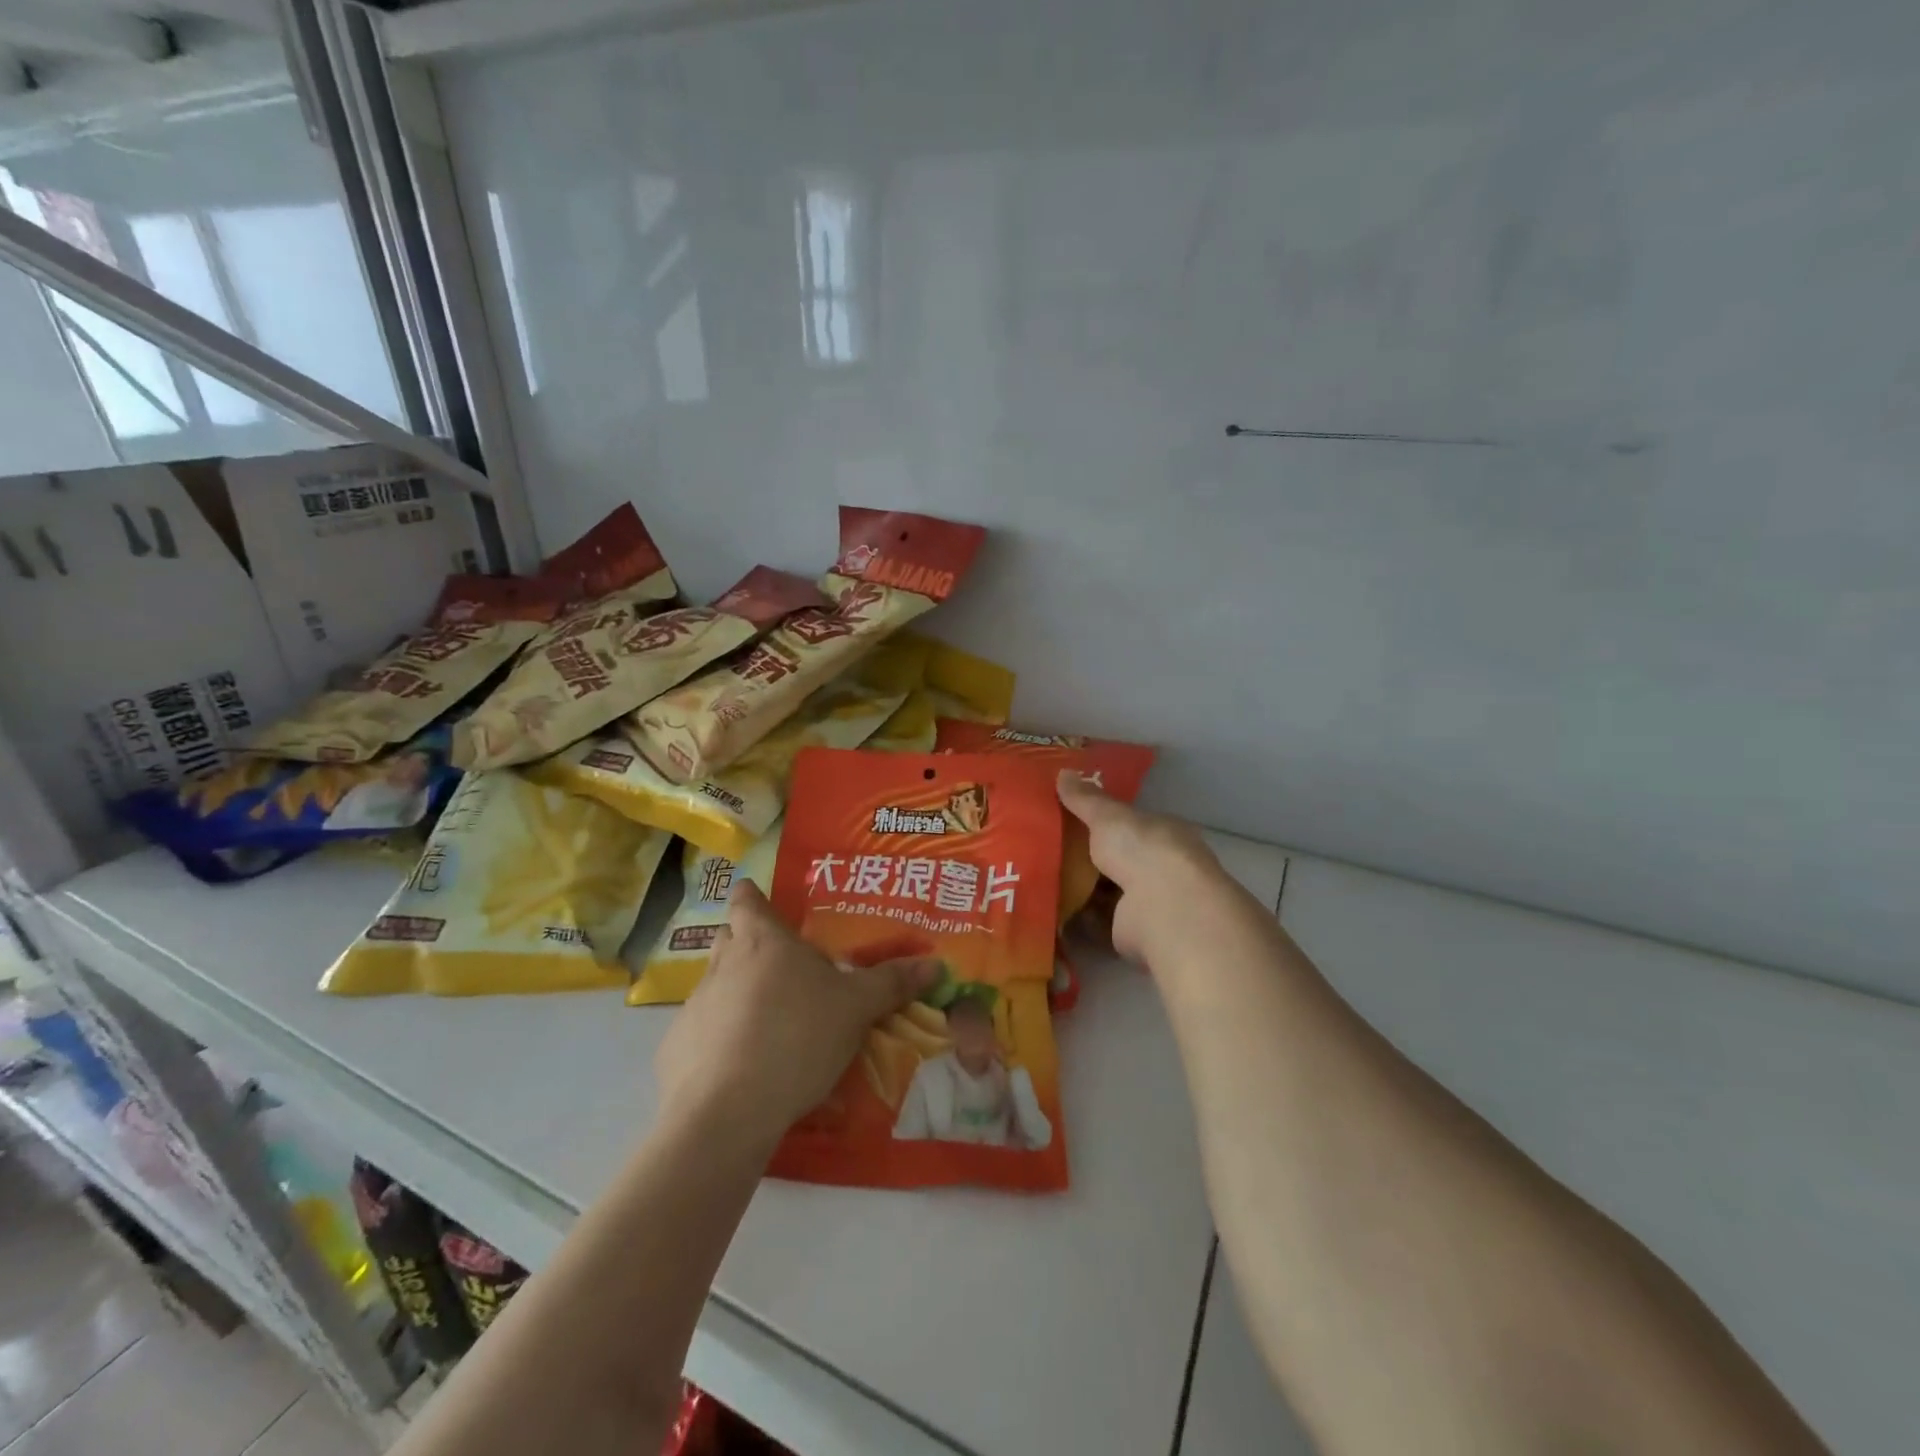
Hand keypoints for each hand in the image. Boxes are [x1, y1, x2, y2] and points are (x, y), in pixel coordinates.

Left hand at [655, 882, 938, 1153]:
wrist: (727, 1111)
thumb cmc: (797, 1036)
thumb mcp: (856, 1009)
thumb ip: (892, 983)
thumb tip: (935, 964)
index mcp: (762, 941)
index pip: (745, 898)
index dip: (753, 897)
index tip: (765, 905)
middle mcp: (722, 964)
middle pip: (728, 938)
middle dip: (749, 945)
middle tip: (782, 966)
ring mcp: (695, 1007)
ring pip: (717, 987)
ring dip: (739, 996)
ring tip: (772, 1024)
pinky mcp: (676, 1050)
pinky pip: (704, 1033)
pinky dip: (722, 1040)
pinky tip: (745, 1067)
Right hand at [1057, 771, 1229, 969]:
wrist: (1164, 908)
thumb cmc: (1143, 849)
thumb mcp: (1108, 815)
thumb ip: (1085, 799)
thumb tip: (1062, 772)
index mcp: (1162, 834)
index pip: (1130, 824)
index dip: (1101, 821)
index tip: (1067, 817)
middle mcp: (1160, 867)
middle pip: (1116, 859)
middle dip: (1085, 856)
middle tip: (1045, 847)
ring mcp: (1148, 902)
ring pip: (1106, 891)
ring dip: (1079, 888)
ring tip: (1039, 878)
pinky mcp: (1131, 932)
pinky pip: (1097, 922)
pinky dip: (1076, 918)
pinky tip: (1049, 908)